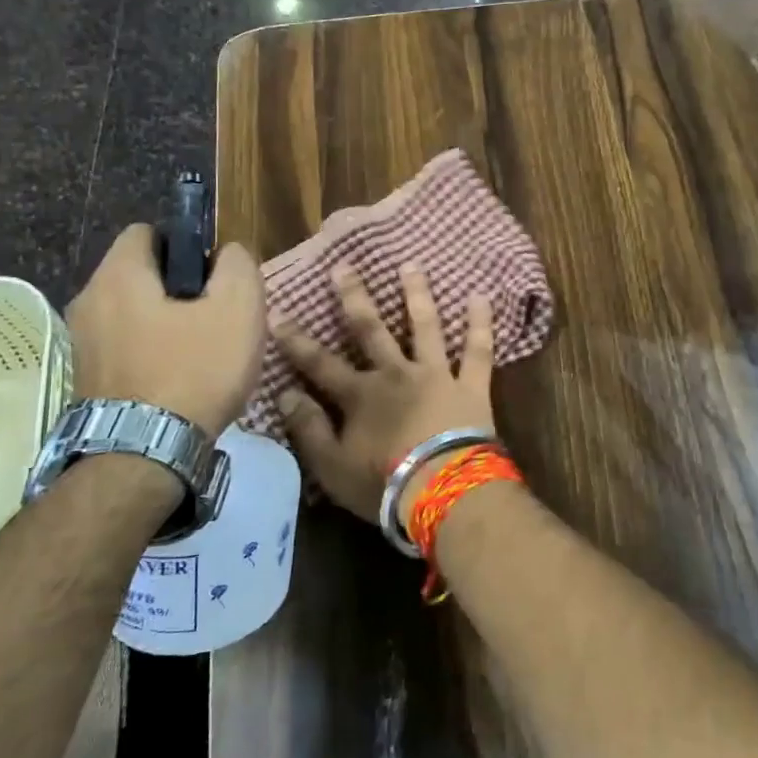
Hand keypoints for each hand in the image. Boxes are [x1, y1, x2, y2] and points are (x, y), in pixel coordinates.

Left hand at [68, 226, 265, 436]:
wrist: (145, 455)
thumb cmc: (194, 370)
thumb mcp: (238, 308)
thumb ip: (237, 265)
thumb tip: (227, 254)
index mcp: (119, 275)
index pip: (148, 232)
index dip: (186, 245)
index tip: (213, 277)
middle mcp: (88, 301)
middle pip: (140, 275)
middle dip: (179, 288)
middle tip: (215, 317)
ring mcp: (81, 343)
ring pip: (133, 314)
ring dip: (165, 324)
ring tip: (201, 354)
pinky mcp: (84, 379)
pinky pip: (124, 347)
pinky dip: (150, 354)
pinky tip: (179, 380)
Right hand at [274, 263, 493, 523]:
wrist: (444, 491)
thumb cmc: (383, 485)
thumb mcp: (332, 466)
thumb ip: (308, 429)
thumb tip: (284, 394)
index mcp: (361, 396)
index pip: (319, 363)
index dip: (296, 340)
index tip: (278, 312)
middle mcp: (396, 374)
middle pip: (371, 330)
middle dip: (354, 298)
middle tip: (344, 267)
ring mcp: (436, 375)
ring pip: (425, 327)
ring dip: (416, 294)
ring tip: (411, 265)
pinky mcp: (471, 385)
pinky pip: (478, 350)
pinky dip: (480, 323)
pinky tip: (480, 296)